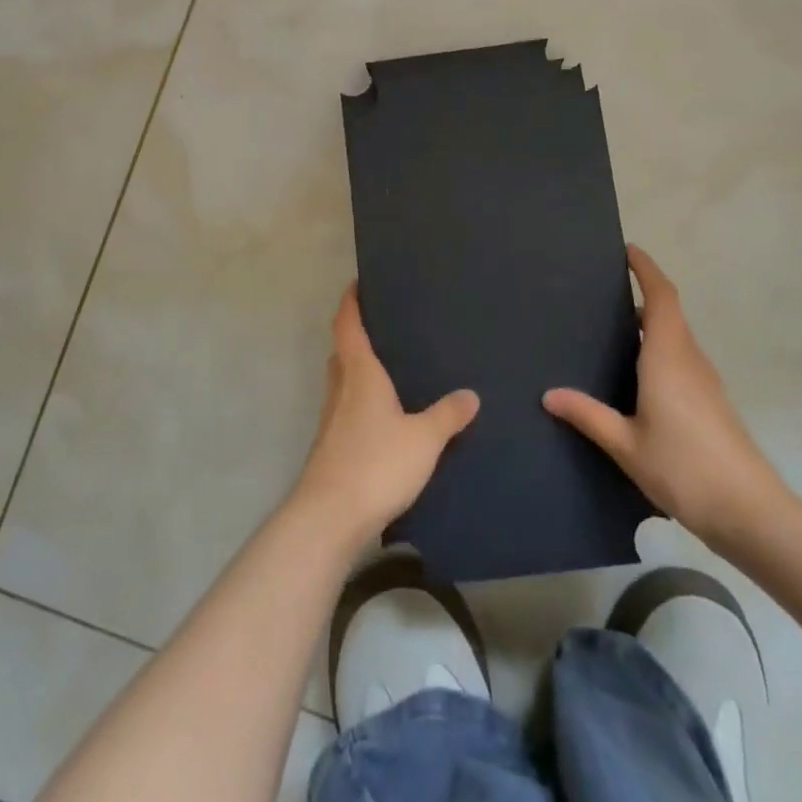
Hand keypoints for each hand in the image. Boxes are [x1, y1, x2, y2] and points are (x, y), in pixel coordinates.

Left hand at [294, 283, 479, 545]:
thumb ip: (448, 414)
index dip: (351, 301)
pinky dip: (362, 400)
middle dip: (357, 335)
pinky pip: (348, 408)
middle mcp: (341, 388)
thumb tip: (470, 394)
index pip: (348, 324)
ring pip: (344, 381)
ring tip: (391, 368)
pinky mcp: (332, 446)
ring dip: (359, 369)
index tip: (358, 283)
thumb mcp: (424, 438)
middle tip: (386, 326)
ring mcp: (332, 418)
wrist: (330, 517)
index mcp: (359, 373)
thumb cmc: (376, 463)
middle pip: (343, 351)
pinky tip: (385, 416)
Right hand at [544, 244, 793, 557]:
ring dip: (651, 322)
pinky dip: (658, 347)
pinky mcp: (711, 400)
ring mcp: (705, 380)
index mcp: (667, 357)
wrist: (750, 511)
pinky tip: (636, 374)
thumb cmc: (684, 469)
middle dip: (643, 293)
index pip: (662, 296)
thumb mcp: (626, 445)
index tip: (628, 250)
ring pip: (676, 336)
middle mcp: (689, 359)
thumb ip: (588, 415)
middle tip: (603, 292)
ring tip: (612, 327)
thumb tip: (549, 394)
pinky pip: (681, 357)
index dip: (647, 269)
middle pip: (669, 312)